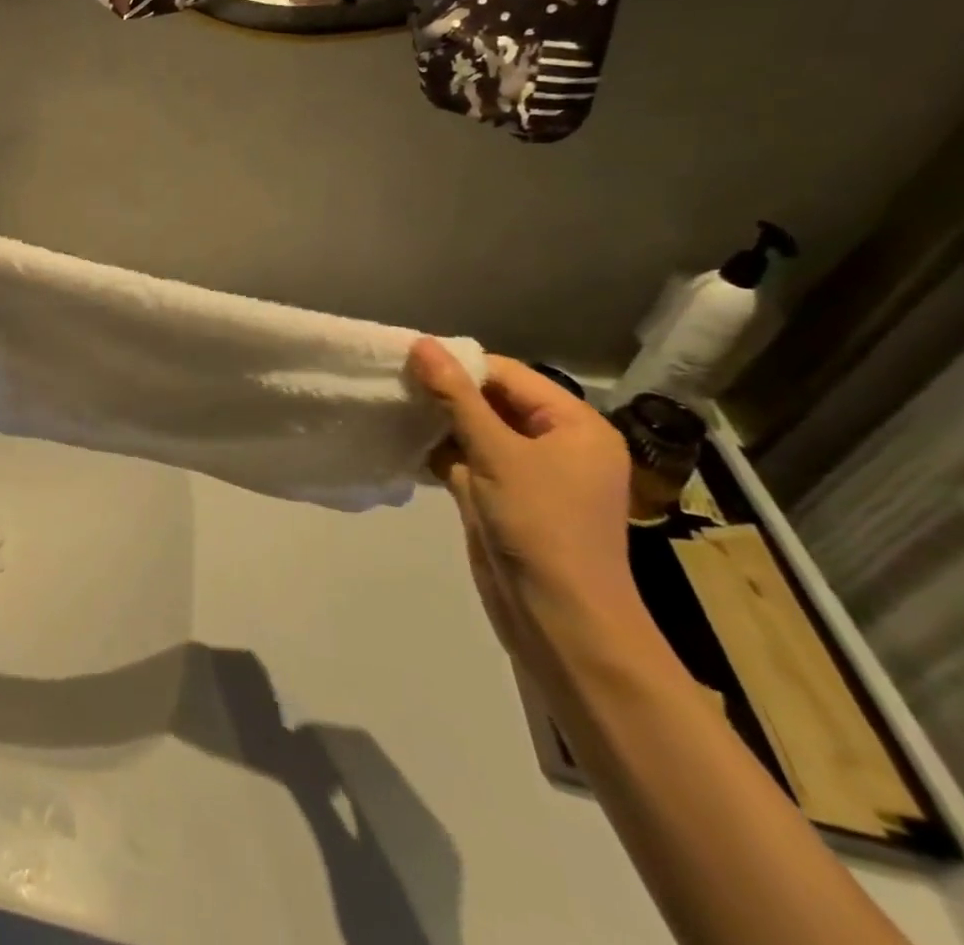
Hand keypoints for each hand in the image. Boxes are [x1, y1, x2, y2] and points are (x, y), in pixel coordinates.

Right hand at [408, 339, 641, 663]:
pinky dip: (437, 452)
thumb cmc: (540, 526)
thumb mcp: (497, 453)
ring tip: (390, 406)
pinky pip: (466, 460)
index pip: (508, 375)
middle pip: (491, 400)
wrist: (559, 620)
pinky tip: (401, 441)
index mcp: (573, 425)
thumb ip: (456, 396)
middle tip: (392, 381)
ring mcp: (528, 474)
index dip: (459, 365)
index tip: (405, 360)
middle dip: (444, 393)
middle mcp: (556, 443)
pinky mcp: (502, 498)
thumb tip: (422, 343)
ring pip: (474, 431)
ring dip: (436, 422)